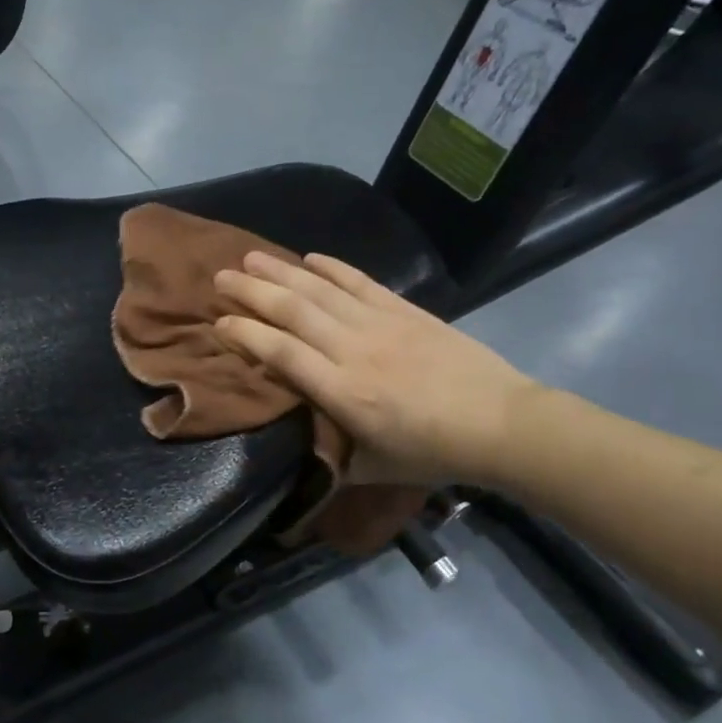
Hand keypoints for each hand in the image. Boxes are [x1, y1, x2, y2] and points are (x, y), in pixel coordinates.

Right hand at [213, 252, 540, 488]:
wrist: (501, 424)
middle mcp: (354, 350)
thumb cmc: (432, 452)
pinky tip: (309, 256)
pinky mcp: (405, 310)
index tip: (219, 323)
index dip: (246, 334)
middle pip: (293, 311)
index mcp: (343, 392)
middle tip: (220, 275)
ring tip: (250, 255)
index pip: (281, 352)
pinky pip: (360, 282)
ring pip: (320, 290)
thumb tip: (295, 440)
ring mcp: (380, 324)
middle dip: (252, 291)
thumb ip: (330, 453)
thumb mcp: (371, 467)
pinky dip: (333, 267)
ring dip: (282, 271)